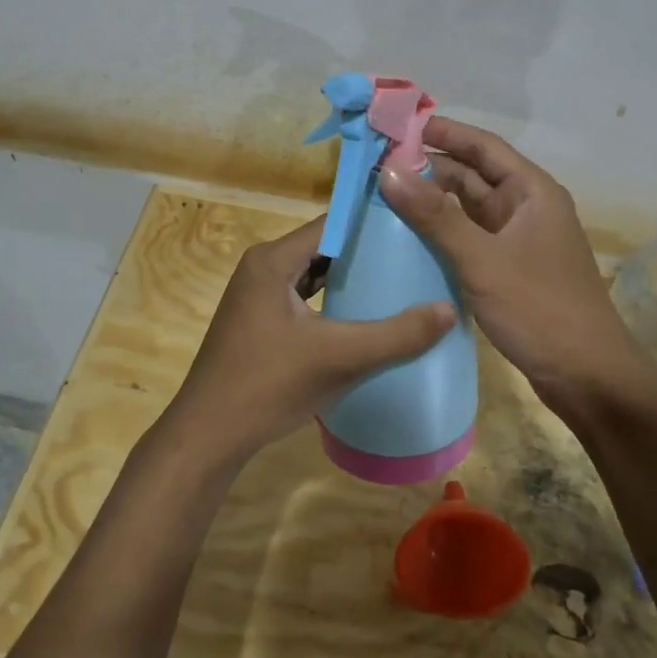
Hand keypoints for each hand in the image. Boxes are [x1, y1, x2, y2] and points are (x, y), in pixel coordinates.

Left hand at [159, 216, 456, 471]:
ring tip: (398, 278)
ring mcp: (257, 293)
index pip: (332, 223)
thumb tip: (449, 309)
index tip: (414, 225)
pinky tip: (362, 313)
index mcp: (273, 259)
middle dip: (366, 250)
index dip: (372, 222)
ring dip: (349, 275)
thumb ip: (395, 335)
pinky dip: (331, 298)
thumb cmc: (268, 385)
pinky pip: (303, 295)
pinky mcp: (259, 319)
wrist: (208, 435)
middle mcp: (262, 266)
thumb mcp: (339, 357)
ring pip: (313, 272)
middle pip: (324, 245)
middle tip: (414, 253)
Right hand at [378, 118, 646, 408]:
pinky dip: (442, 233)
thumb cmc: (540, 309)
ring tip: (384, 196)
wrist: (589, 379)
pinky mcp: (510, 269)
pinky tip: (408, 237)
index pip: (483, 146)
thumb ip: (435, 216)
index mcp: (532, 192)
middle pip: (473, 175)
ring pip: (469, 208)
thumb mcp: (482, 260)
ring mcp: (519, 240)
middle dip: (429, 168)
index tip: (399, 126)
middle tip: (378, 165)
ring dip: (433, 202)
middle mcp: (526, 208)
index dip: (443, 132)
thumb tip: (389, 171)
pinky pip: (470, 238)